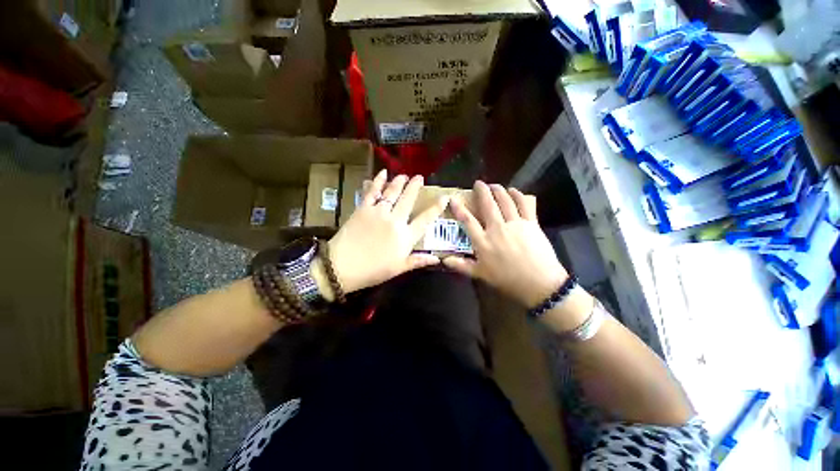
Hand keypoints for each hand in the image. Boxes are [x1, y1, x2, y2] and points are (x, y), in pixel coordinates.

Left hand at [323, 170, 448, 293]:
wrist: (342, 267)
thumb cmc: (373, 271)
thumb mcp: (399, 269)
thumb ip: (418, 261)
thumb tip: (437, 259)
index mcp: (405, 236)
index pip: (425, 220)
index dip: (436, 208)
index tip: (444, 197)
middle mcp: (395, 220)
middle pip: (408, 200)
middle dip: (415, 187)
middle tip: (419, 177)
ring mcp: (379, 212)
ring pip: (392, 192)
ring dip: (399, 182)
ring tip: (404, 175)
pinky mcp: (363, 208)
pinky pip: (372, 191)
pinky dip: (378, 181)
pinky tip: (382, 173)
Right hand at [443, 181, 568, 307]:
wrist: (539, 283)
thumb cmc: (507, 279)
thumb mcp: (480, 274)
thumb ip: (461, 266)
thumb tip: (444, 260)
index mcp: (483, 241)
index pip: (467, 221)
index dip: (459, 208)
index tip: (453, 198)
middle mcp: (497, 228)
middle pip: (487, 204)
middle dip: (482, 191)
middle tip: (478, 183)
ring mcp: (514, 223)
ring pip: (504, 201)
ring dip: (498, 190)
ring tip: (494, 185)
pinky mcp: (530, 223)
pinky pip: (523, 204)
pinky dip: (517, 195)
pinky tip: (513, 190)